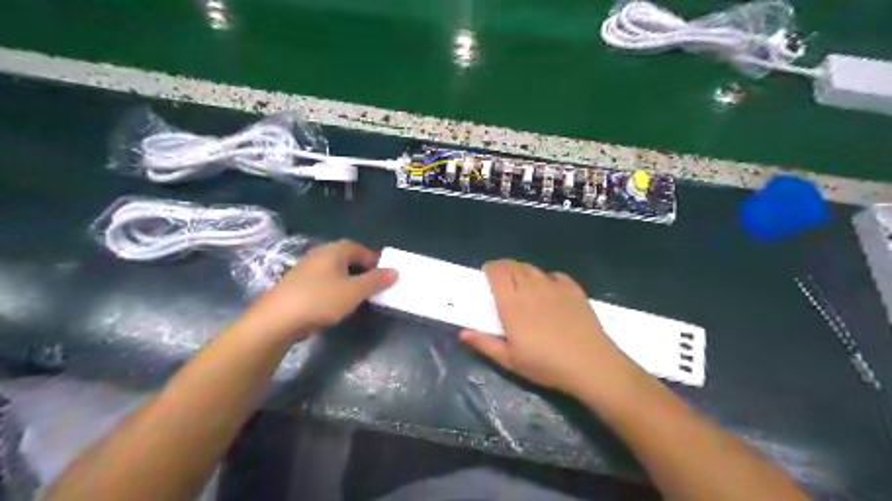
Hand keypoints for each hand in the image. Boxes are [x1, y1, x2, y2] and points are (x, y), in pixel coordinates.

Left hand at [242, 238, 398, 342]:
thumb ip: (376, 280)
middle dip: (362, 269)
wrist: (276, 320)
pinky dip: (334, 287)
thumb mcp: (354, 291)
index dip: (374, 260)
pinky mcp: (296, 284)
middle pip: (346, 257)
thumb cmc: (320, 300)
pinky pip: (323, 280)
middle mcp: (319, 254)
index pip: (360, 248)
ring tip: (357, 296)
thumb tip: (395, 271)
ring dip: (348, 279)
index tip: (384, 275)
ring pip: (334, 270)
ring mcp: (305, 268)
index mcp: (334, 251)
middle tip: (373, 286)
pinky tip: (334, 303)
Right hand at [463, 260, 630, 396]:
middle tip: (500, 278)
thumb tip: (462, 333)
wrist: (590, 364)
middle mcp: (531, 288)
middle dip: (503, 267)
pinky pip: (554, 275)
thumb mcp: (510, 360)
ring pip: (532, 269)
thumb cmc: (545, 365)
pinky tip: (547, 289)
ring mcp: (554, 286)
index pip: (497, 273)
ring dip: (522, 271)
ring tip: (521, 282)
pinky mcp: (573, 289)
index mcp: (512, 304)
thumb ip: (485, 344)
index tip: (486, 273)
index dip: (490, 269)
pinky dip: (545, 278)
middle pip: (513, 266)